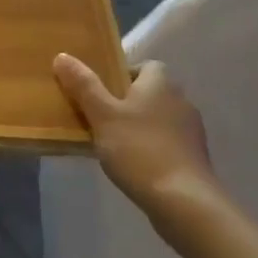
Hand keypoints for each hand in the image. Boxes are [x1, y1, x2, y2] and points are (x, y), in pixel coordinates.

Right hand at [54, 55, 218, 220]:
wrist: (183, 201)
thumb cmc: (139, 150)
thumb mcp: (102, 116)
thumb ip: (83, 85)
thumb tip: (63, 55)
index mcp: (160, 83)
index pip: (145, 66)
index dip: (123, 74)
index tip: (101, 92)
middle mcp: (181, 101)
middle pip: (151, 92)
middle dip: (127, 102)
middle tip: (100, 117)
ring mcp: (191, 131)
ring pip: (159, 118)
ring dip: (140, 125)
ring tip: (113, 143)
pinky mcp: (194, 157)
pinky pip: (167, 141)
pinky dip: (151, 147)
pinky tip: (134, 164)